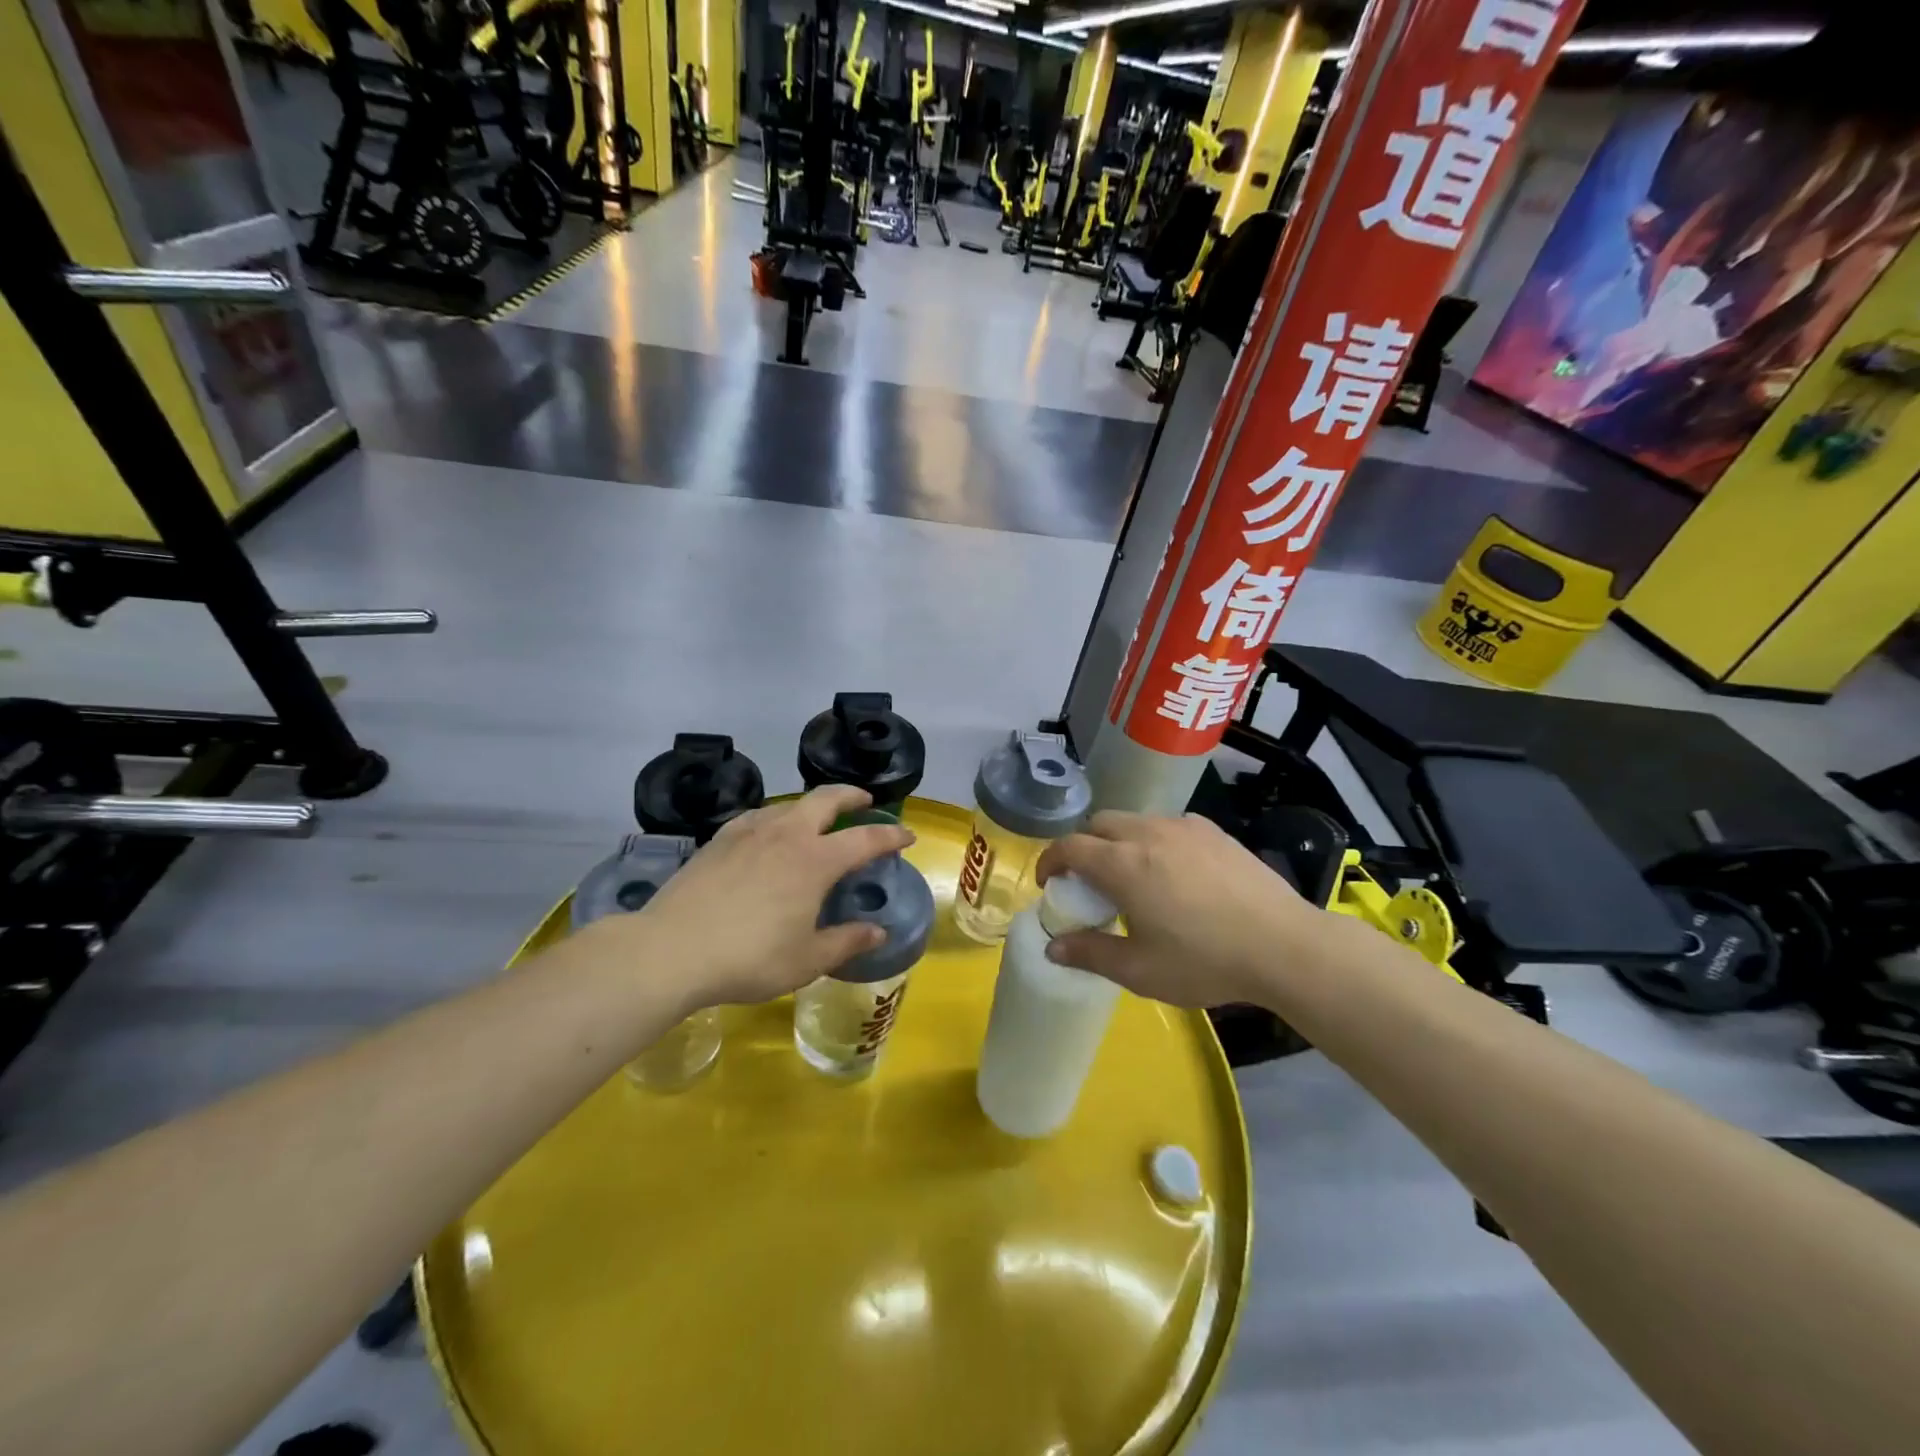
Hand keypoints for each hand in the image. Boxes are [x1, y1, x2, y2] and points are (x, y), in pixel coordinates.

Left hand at [598, 786, 914, 1011]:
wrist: (671, 950)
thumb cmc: (749, 958)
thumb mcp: (806, 960)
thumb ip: (846, 942)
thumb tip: (877, 932)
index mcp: (815, 861)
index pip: (865, 839)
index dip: (891, 836)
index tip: (906, 836)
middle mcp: (787, 835)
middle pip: (826, 799)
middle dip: (851, 795)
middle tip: (864, 801)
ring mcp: (749, 833)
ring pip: (790, 804)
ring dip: (812, 805)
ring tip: (818, 818)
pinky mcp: (719, 839)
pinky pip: (758, 816)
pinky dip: (776, 816)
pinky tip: (769, 831)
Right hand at [1034, 811, 1325, 1008]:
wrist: (1284, 946)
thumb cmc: (1205, 961)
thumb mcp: (1140, 970)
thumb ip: (1090, 954)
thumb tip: (1052, 947)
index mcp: (1122, 864)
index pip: (1068, 847)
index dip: (1050, 862)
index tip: (1049, 883)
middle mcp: (1147, 833)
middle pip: (1098, 824)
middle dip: (1083, 846)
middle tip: (1088, 881)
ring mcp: (1184, 827)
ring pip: (1135, 820)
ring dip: (1119, 841)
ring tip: (1132, 875)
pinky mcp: (1214, 831)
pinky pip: (1168, 825)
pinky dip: (1154, 840)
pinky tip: (1174, 871)